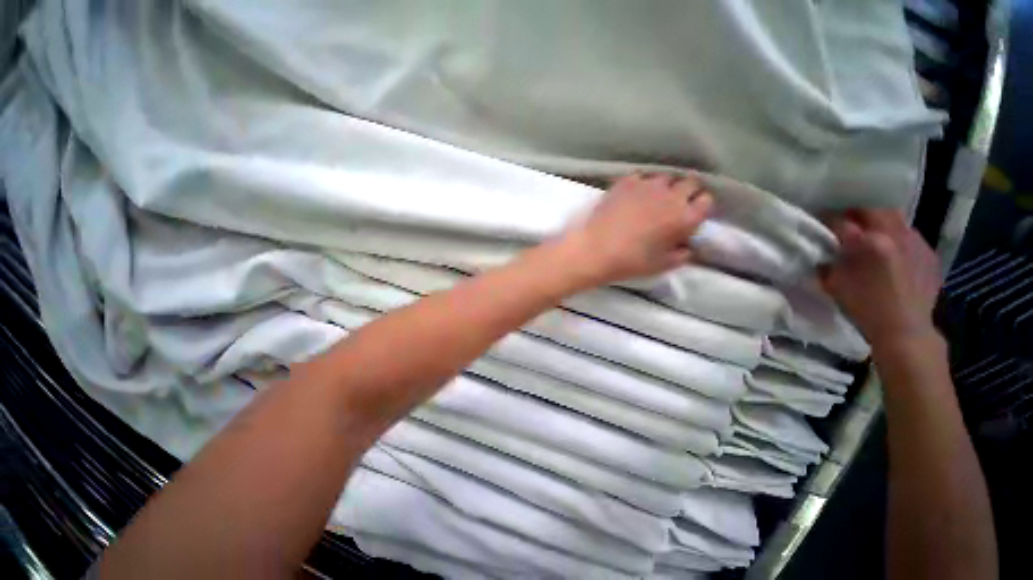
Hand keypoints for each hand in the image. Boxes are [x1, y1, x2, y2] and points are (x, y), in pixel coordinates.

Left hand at [558, 173, 713, 286]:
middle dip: (685, 193)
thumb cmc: (629, 262)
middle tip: (673, 206)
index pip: (706, 201)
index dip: (698, 207)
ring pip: (665, 177)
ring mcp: (647, 185)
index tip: (690, 214)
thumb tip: (687, 247)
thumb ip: (681, 255)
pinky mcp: (626, 181)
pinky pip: (641, 176)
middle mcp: (671, 196)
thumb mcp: (661, 266)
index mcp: (684, 217)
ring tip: (651, 199)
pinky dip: (640, 184)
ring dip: (663, 187)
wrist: (594, 250)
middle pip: (690, 183)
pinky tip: (632, 195)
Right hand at [820, 209, 941, 348]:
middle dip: (856, 213)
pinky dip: (898, 237)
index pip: (840, 220)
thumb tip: (825, 250)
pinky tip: (894, 252)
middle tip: (847, 222)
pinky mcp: (928, 251)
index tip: (821, 223)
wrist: (904, 328)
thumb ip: (829, 261)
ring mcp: (915, 242)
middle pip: (872, 210)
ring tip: (873, 235)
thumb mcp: (833, 284)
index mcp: (865, 243)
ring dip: (880, 222)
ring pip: (894, 218)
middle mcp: (892, 235)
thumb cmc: (863, 307)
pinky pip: (910, 234)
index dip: (828, 220)